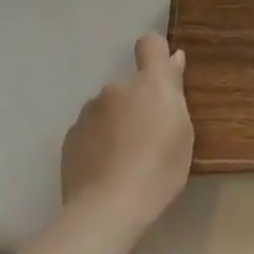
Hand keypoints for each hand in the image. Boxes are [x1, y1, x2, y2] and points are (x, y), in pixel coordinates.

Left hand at [61, 34, 193, 236]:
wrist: (107, 209)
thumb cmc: (159, 170)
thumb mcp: (183, 132)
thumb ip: (175, 92)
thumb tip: (174, 60)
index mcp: (150, 83)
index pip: (150, 44)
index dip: (156, 54)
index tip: (162, 74)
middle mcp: (116, 87)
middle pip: (129, 84)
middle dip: (136, 101)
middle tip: (146, 136)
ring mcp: (89, 110)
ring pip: (108, 107)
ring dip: (115, 121)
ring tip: (123, 158)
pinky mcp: (70, 136)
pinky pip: (90, 129)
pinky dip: (98, 141)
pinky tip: (104, 168)